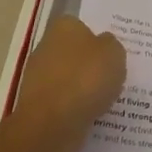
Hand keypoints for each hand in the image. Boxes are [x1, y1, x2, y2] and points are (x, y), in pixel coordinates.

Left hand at [11, 16, 125, 151]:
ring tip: (107, 101)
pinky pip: (64, 103)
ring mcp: (38, 78)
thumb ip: (112, 45)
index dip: (99, 39)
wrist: (51, 125)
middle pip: (75, 53)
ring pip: (70, 80)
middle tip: (114, 77)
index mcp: (64, 27)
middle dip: (91, 65)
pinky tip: (92, 117)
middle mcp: (47, 47)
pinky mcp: (37, 106)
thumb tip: (104, 47)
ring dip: (84, 90)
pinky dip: (76, 109)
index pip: (83, 26)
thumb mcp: (114, 53)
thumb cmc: (86, 79)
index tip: (113, 54)